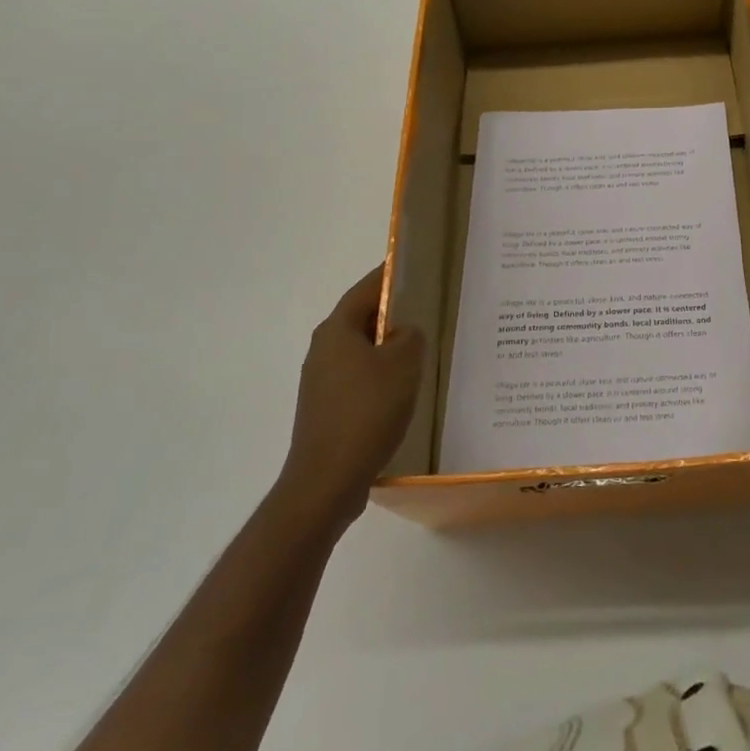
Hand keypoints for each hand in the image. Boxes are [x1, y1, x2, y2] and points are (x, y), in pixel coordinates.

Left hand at [277, 264, 424, 525]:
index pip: (367, 288)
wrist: (326, 482)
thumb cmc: (367, 411)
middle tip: (429, 312)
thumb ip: (410, 336)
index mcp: (336, 329)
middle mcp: (322, 349)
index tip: (418, 268)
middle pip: (363, 319)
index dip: (392, 275)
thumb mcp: (403, 364)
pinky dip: (381, 378)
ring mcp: (320, 382)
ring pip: (361, 352)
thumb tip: (404, 334)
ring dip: (388, 350)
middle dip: (394, 315)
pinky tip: (404, 393)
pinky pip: (358, 380)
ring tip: (423, 354)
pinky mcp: (325, 410)